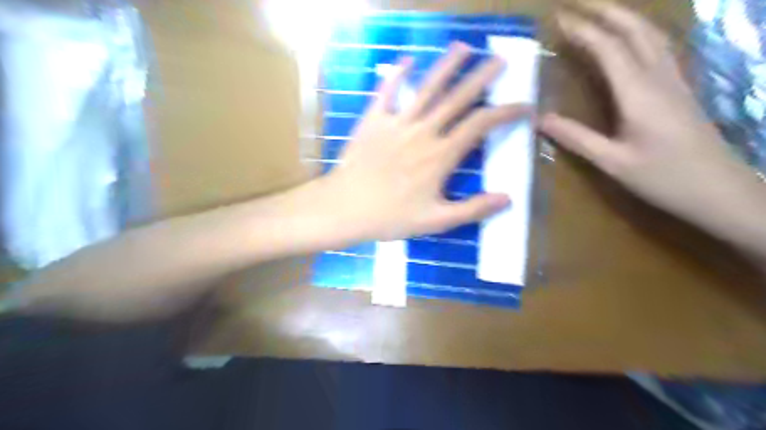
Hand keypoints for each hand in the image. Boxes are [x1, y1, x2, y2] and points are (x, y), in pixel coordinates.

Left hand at [321, 45, 529, 243]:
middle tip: (499, 61)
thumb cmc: (390, 217)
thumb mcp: (436, 221)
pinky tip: (406, 59)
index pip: (480, 125)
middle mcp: (423, 132)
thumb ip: (472, 209)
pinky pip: (386, 92)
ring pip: (426, 89)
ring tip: (463, 48)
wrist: (345, 208)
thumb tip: (507, 199)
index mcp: (440, 155)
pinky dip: (396, 75)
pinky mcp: (373, 121)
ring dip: (446, 66)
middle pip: (457, 98)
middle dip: (482, 78)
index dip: (505, 112)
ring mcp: (397, 123)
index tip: (524, 106)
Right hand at [541, 3, 761, 235]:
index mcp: (639, 93)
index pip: (609, 49)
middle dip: (606, 12)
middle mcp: (659, 78)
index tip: (560, 19)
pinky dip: (640, 34)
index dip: (584, 31)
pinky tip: (632, 41)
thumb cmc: (664, 178)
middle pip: (635, 31)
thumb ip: (577, 138)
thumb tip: (541, 119)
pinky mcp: (681, 90)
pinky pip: (659, 49)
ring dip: (626, 19)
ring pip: (651, 36)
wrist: (719, 190)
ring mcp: (674, 81)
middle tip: (579, 5)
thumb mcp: (612, 162)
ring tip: (601, 14)